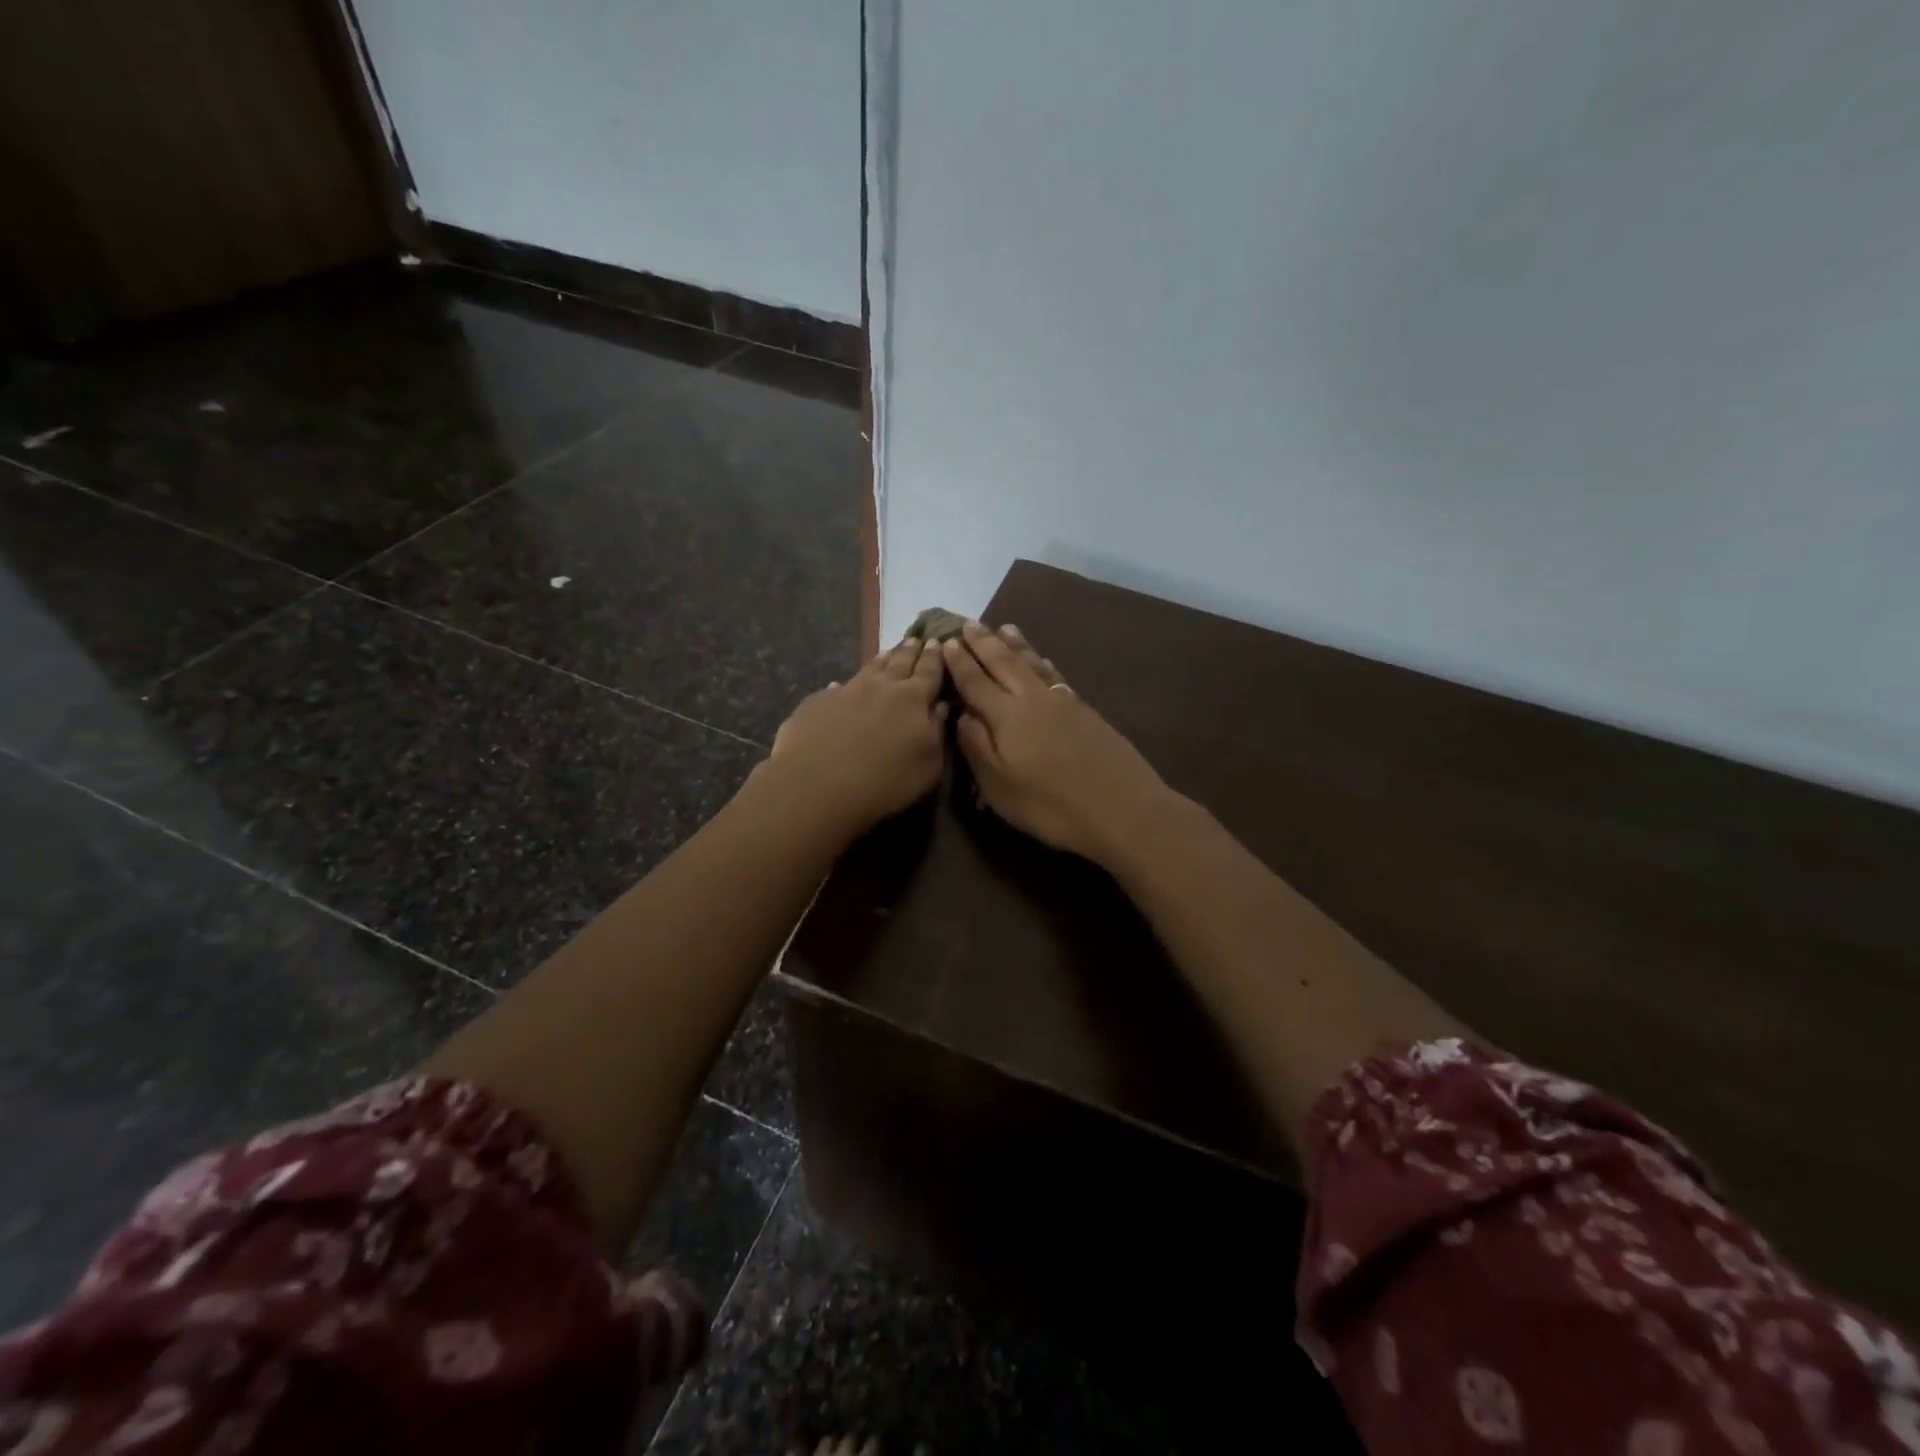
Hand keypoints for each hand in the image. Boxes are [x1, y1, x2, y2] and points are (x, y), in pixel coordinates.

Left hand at [765, 635, 948, 837]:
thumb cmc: (885, 782)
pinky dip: (843, 685)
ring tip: (888, 651)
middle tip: (917, 638)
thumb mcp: (928, 766)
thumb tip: (940, 706)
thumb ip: (937, 733)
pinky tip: (839, 686)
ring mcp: (846, 691)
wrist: (817, 785)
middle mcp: (880, 687)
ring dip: (881, 660)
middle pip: (899, 663)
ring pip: (868, 669)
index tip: (939, 641)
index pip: (929, 671)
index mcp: (913, 699)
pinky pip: (835, 688)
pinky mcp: (817, 703)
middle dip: (910, 651)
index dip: (935, 657)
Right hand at [942, 620, 1172, 864]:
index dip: (959, 663)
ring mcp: (1062, 701)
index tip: (946, 642)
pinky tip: (1042, 659)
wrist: (1122, 808)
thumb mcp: (1000, 787)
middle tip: (968, 623)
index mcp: (1006, 716)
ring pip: (1033, 664)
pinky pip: (1055, 675)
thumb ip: (977, 747)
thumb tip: (963, 714)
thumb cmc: (1050, 806)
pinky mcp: (1084, 710)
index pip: (975, 682)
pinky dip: (1043, 662)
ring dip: (1016, 644)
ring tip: (1004, 628)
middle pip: (1004, 663)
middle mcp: (1032, 699)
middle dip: (984, 643)